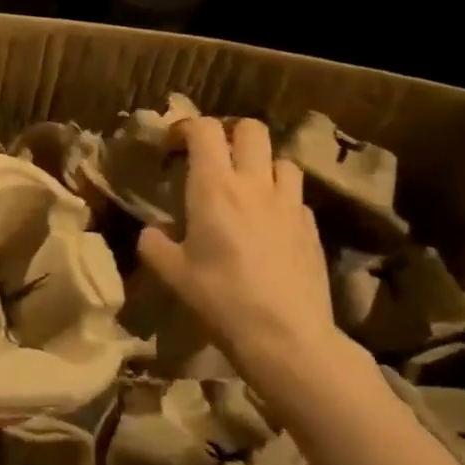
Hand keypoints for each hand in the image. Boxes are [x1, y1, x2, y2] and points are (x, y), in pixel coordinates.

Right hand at [138, 117, 341, 398]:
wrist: (287, 337)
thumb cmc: (221, 298)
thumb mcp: (171, 273)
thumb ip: (153, 243)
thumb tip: (153, 232)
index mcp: (215, 187)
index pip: (204, 129)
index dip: (185, 127)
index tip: (172, 145)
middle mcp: (255, 184)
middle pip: (251, 129)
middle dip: (228, 132)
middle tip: (212, 155)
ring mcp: (289, 204)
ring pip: (281, 159)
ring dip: (261, 163)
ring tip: (246, 185)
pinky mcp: (312, 228)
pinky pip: (295, 196)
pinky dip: (279, 197)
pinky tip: (269, 223)